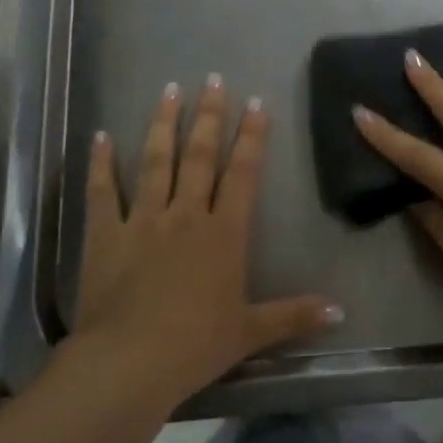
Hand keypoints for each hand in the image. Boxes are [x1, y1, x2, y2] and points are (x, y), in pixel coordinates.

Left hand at [70, 76, 340, 408]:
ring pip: (156, 161)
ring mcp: (144, 220)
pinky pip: (104, 192)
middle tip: (213, 79)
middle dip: (209, 115)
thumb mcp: (251, 332)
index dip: (252, 136)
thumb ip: (295, 315)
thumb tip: (341, 312)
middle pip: (201, 155)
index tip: (255, 102)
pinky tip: (100, 137)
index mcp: (224, 233)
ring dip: (163, 124)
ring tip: (169, 90)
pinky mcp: (106, 235)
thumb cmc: (196, 345)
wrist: (129, 363)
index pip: (243, 173)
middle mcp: (186, 215)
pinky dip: (101, 163)